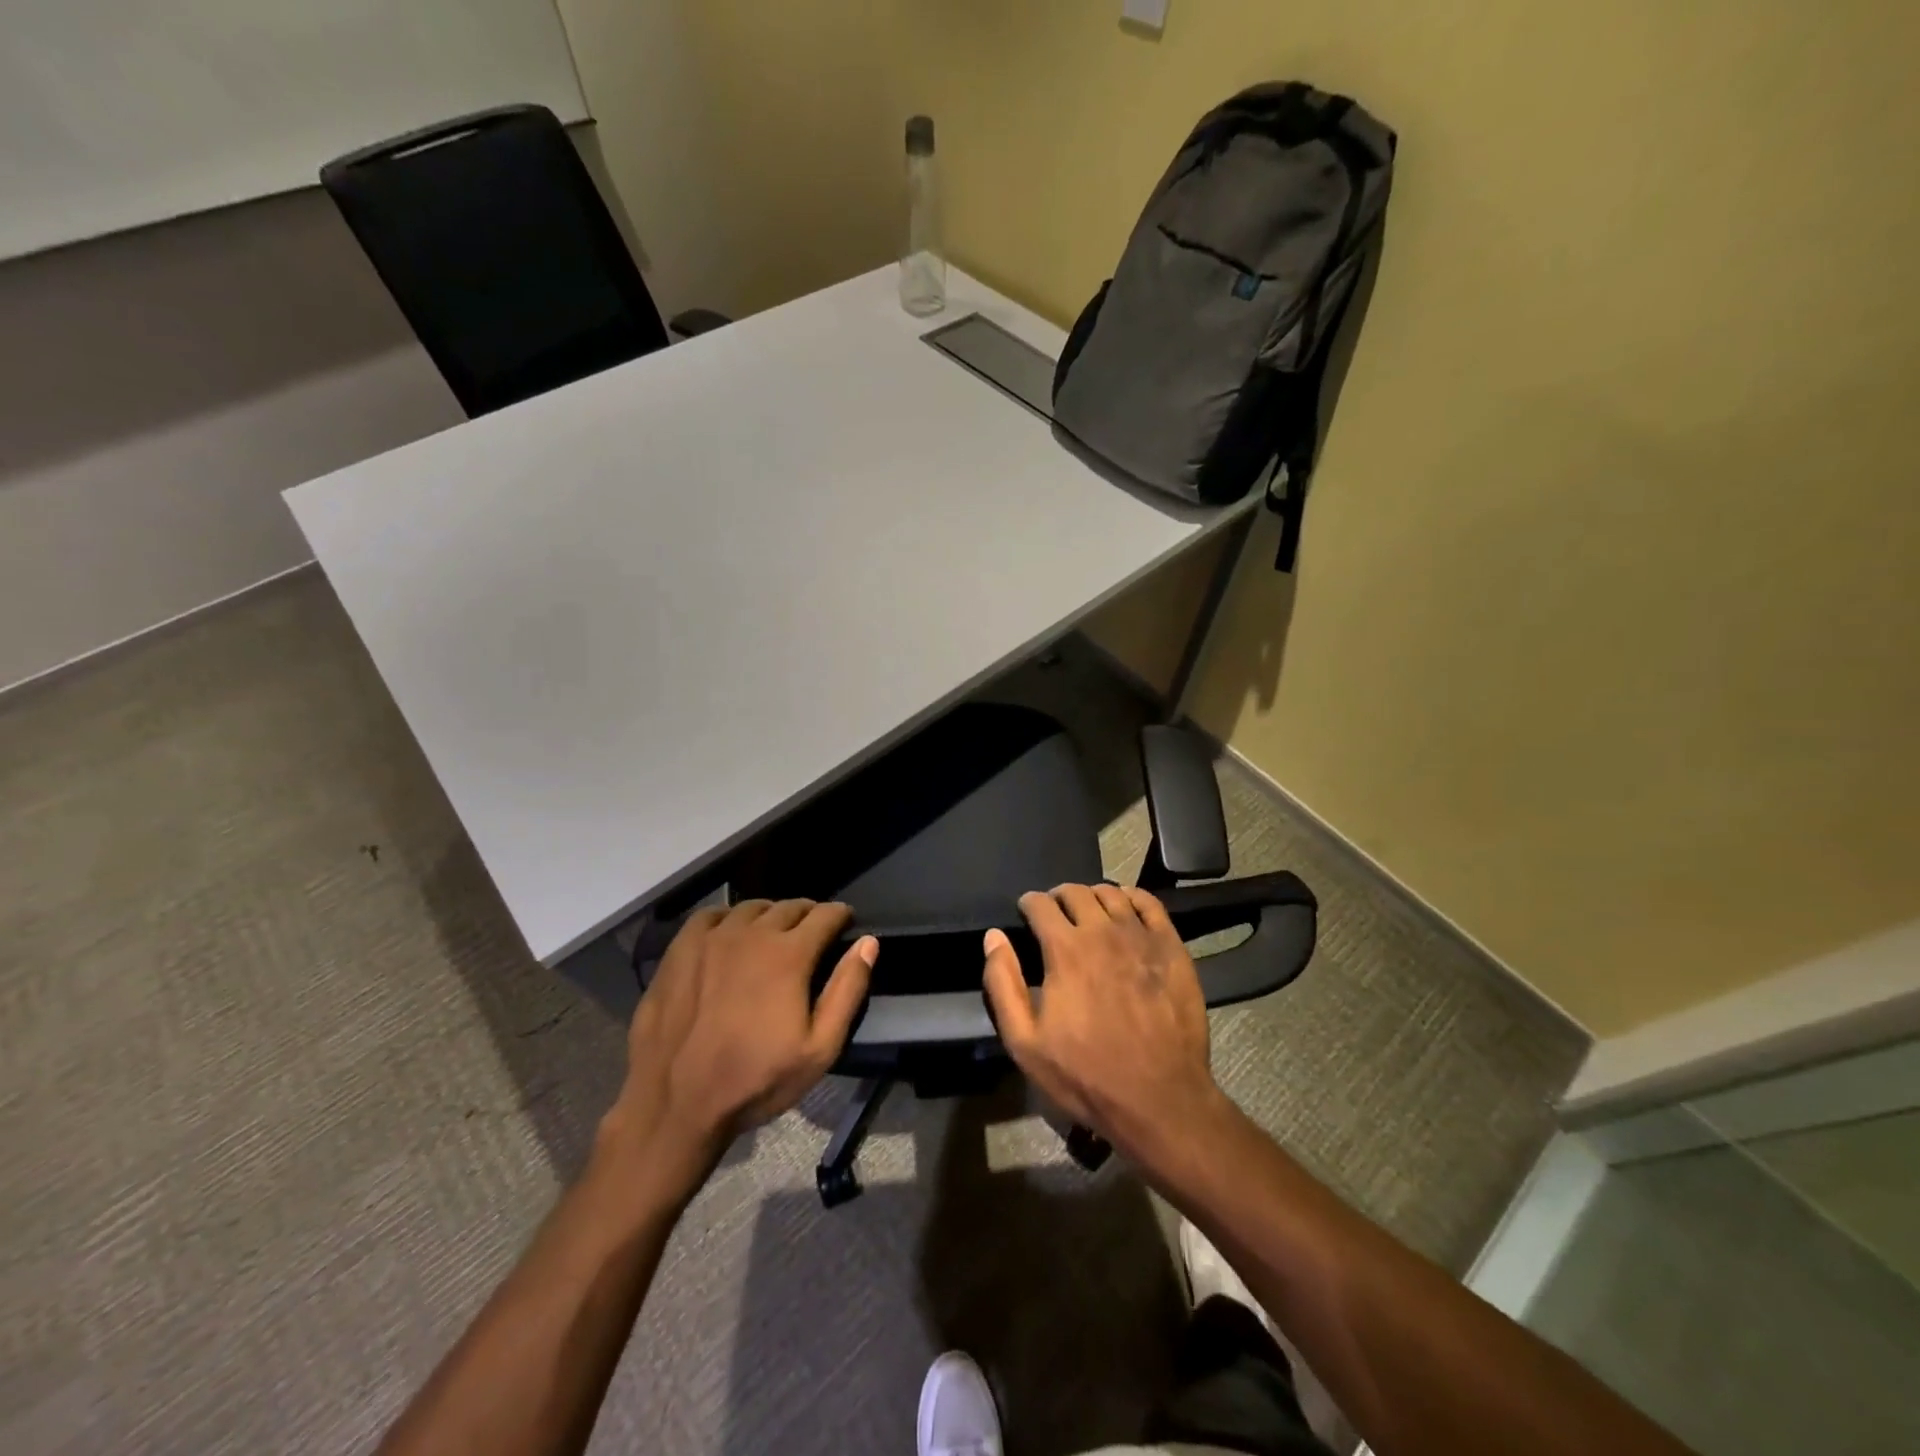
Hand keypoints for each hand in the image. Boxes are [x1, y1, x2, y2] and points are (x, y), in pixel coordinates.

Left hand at [601, 899, 875, 1190]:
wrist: (675, 1103)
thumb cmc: (755, 1080)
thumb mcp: (819, 1049)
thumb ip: (847, 991)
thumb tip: (868, 943)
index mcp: (789, 954)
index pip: (825, 914)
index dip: (840, 916)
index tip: (845, 924)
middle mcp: (752, 933)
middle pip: (789, 907)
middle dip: (808, 915)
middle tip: (812, 934)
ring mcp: (711, 938)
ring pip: (751, 907)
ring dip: (770, 915)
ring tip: (773, 934)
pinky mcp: (680, 949)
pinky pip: (711, 915)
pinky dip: (728, 918)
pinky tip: (729, 936)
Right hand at [982, 883, 1221, 1164]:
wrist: (1158, 1099)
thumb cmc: (1085, 1075)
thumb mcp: (1025, 1042)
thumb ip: (1002, 984)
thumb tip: (993, 937)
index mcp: (1065, 949)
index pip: (1040, 904)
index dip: (1028, 904)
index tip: (1026, 913)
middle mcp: (1103, 931)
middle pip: (1075, 892)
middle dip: (1058, 897)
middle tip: (1055, 914)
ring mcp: (1141, 937)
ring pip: (1112, 893)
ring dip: (1093, 896)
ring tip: (1088, 912)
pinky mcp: (1172, 948)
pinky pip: (1151, 904)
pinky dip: (1132, 897)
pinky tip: (1126, 907)